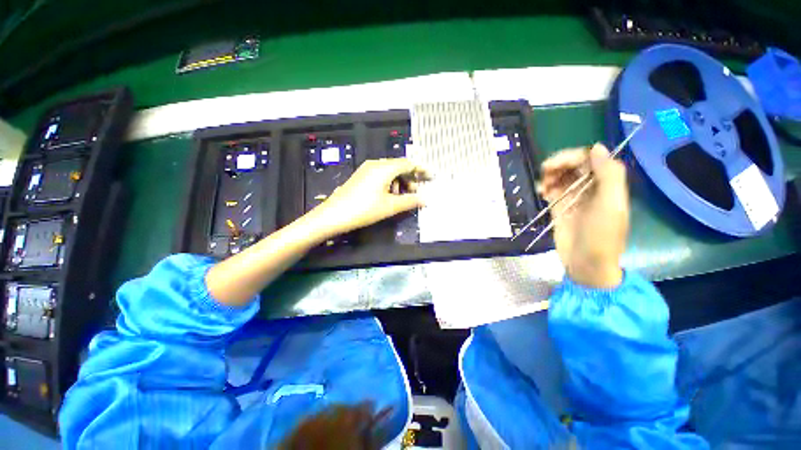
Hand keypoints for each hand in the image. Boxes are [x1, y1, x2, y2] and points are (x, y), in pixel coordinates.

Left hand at [311, 158, 429, 236]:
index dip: (421, 170)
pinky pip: (381, 176)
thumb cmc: (364, 209)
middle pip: (399, 166)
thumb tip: (425, 200)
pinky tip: (389, 196)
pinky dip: (390, 184)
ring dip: (400, 183)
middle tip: (416, 192)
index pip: (408, 163)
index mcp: (384, 168)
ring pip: (390, 172)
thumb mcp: (390, 206)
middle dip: (410, 178)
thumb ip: (410, 201)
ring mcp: (367, 170)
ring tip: (402, 197)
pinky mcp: (361, 177)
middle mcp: (376, 164)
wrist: (334, 215)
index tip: (430, 177)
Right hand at [537, 144, 628, 287]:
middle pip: (573, 165)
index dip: (573, 156)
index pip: (590, 159)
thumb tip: (595, 147)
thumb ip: (609, 175)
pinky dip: (545, 186)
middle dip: (558, 164)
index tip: (556, 164)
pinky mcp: (559, 207)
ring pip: (560, 176)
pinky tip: (541, 192)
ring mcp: (574, 197)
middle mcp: (590, 187)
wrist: (585, 263)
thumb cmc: (602, 236)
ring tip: (542, 185)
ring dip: (549, 175)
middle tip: (544, 171)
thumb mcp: (611, 205)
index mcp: (607, 184)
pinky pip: (551, 189)